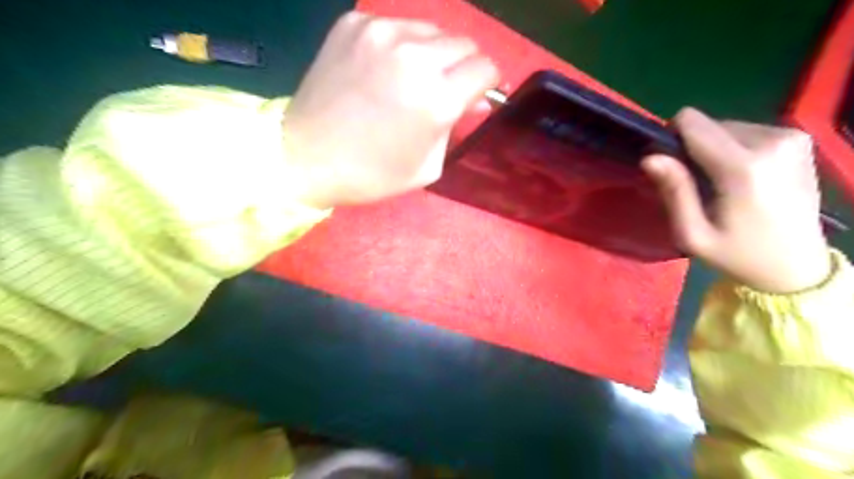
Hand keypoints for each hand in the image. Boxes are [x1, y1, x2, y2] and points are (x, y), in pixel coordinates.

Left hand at [280, 11, 500, 207]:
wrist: (305, 157)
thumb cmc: (372, 174)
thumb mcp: (428, 165)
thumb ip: (457, 126)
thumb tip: (475, 99)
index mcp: (436, 98)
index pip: (485, 68)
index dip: (486, 83)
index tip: (476, 94)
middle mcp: (415, 56)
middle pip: (464, 44)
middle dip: (463, 67)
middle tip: (444, 90)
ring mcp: (381, 33)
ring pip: (432, 31)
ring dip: (433, 54)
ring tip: (412, 80)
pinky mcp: (353, 23)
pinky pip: (397, 26)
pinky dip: (401, 46)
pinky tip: (383, 70)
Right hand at [645, 108, 831, 293]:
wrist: (797, 266)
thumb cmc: (737, 254)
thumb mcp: (693, 234)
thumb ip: (674, 191)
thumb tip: (649, 157)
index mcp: (743, 167)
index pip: (692, 122)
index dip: (671, 138)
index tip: (670, 166)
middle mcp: (772, 142)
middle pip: (708, 124)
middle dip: (694, 148)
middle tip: (697, 184)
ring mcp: (791, 138)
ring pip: (727, 126)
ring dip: (715, 150)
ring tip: (720, 183)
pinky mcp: (798, 140)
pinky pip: (747, 131)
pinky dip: (735, 149)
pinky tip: (742, 177)